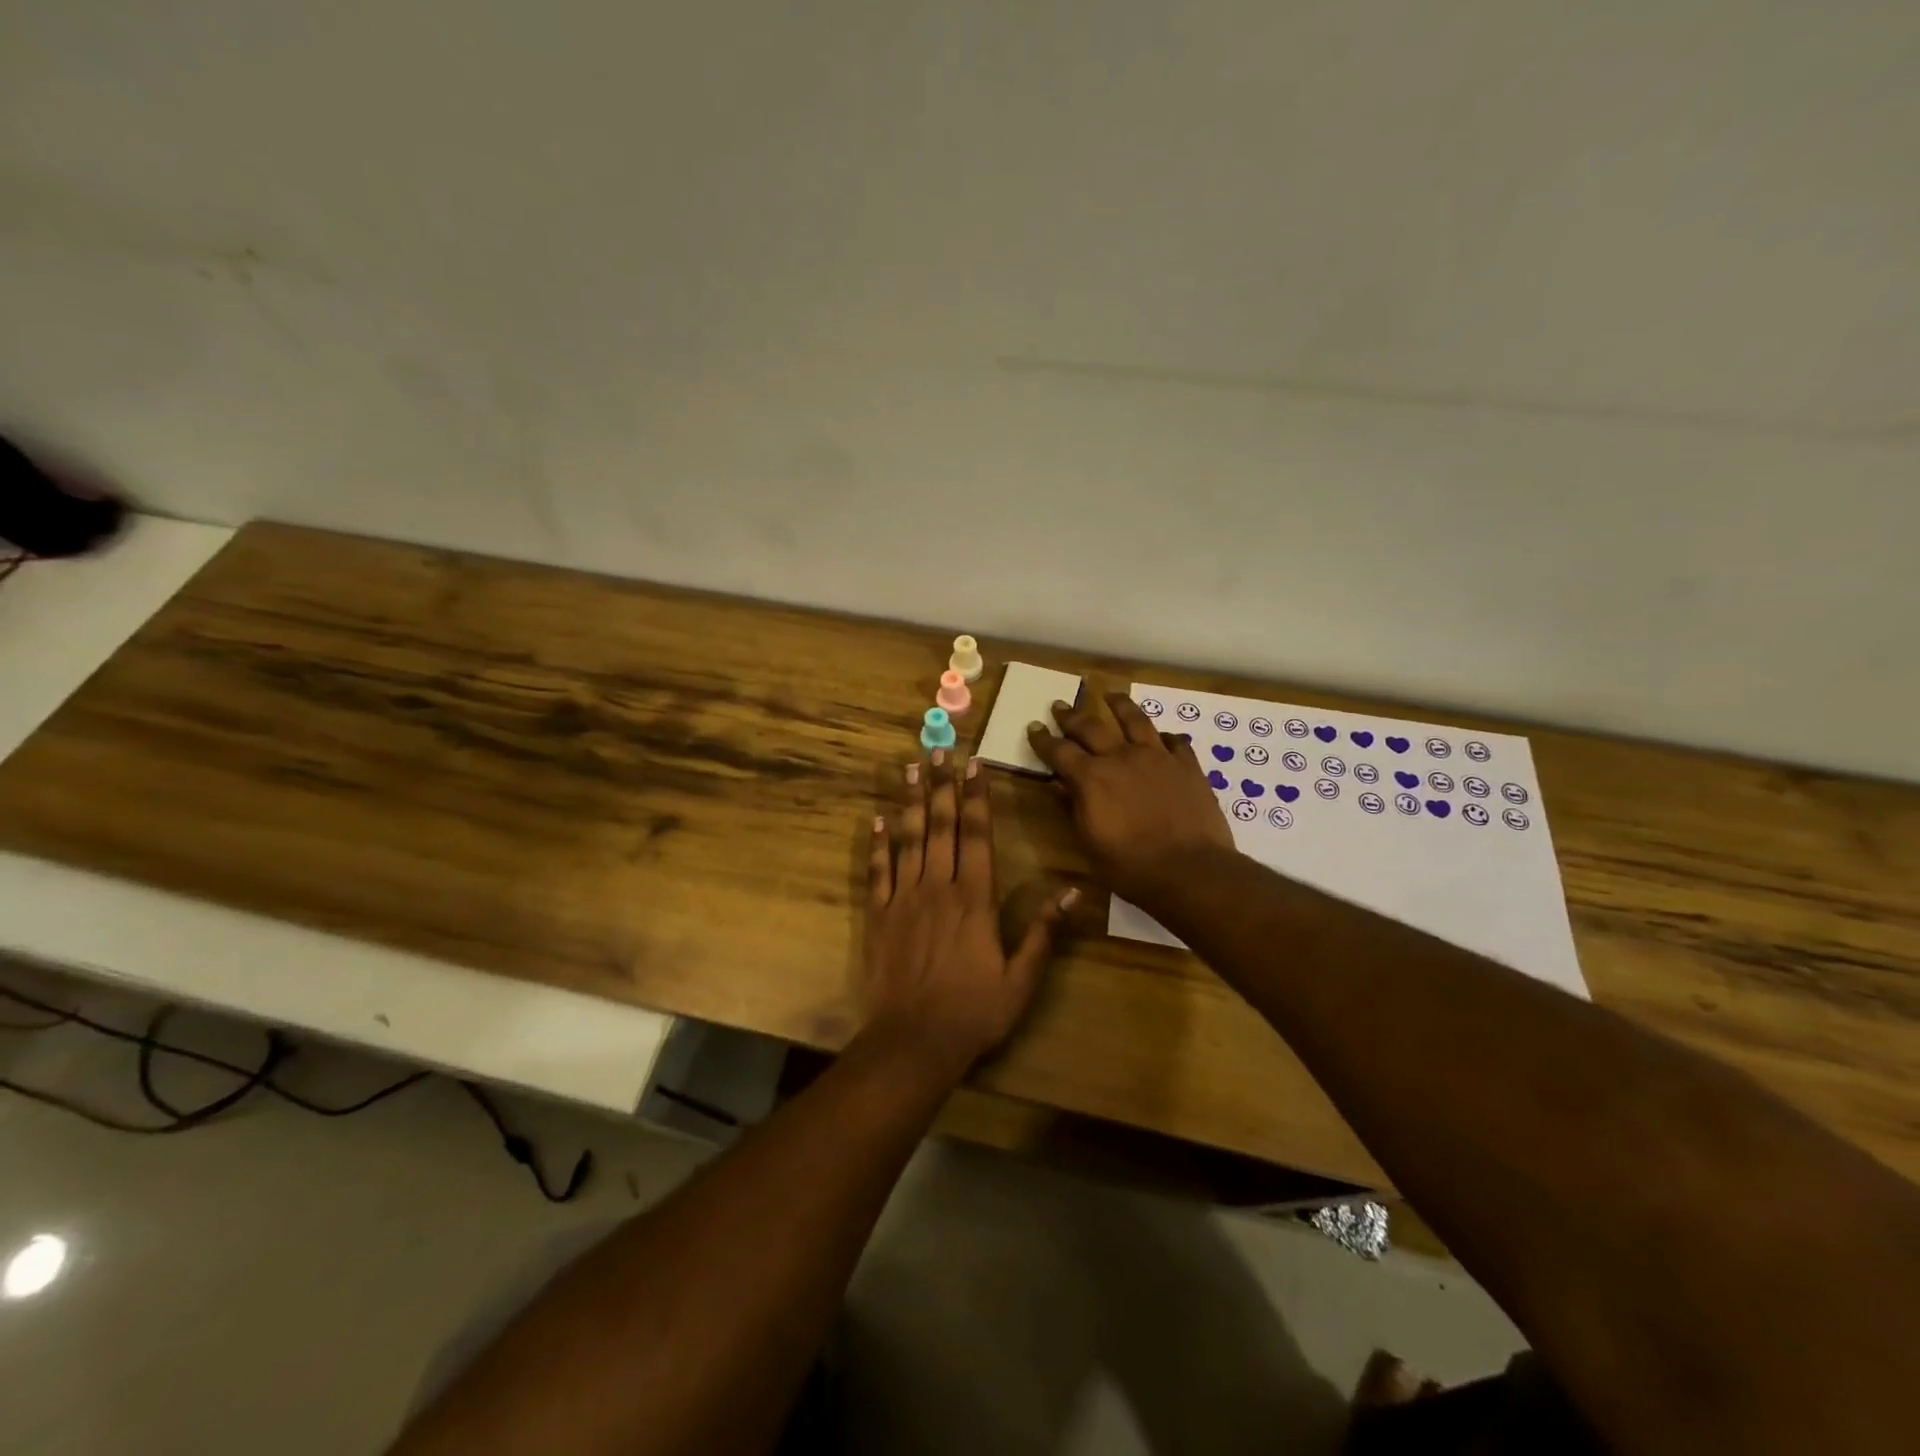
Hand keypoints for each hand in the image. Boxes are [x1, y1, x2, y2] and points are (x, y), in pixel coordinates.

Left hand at [864, 751, 1074, 1075]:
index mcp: (974, 899)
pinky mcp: (879, 916)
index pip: (978, 835)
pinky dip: (878, 843)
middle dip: (941, 785)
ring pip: (908, 839)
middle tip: (939, 750)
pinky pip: (878, 871)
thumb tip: (1073, 891)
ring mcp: (904, 899)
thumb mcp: (1021, 978)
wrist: (914, 1042)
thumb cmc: (974, 1012)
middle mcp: (938, 888)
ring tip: (909, 768)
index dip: (978, 798)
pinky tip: (877, 819)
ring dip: (909, 802)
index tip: (976, 765)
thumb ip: (1044, 931)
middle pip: (941, 826)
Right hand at [1026, 685, 1235, 907]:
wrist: (1191, 872)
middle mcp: (1121, 758)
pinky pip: (1175, 742)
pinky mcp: (1187, 766)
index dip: (1043, 739)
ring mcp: (1157, 758)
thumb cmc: (1131, 867)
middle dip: (1071, 716)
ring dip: (1119, 706)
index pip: (1059, 751)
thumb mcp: (1090, 844)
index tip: (1034, 727)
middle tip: (1060, 705)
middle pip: (1091, 727)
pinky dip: (1165, 737)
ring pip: (1135, 720)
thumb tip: (1060, 785)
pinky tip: (1163, 736)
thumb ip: (1074, 808)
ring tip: (1111, 695)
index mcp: (1091, 778)